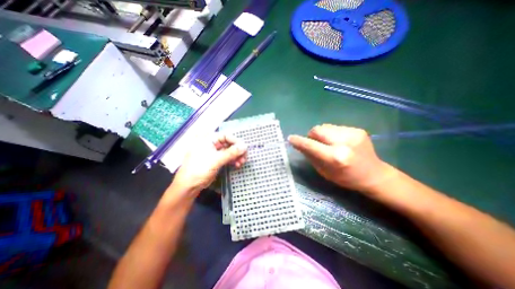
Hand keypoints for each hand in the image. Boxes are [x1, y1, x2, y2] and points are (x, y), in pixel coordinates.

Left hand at [173, 134, 246, 192]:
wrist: (188, 186)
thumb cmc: (199, 169)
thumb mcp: (216, 160)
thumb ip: (231, 152)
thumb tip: (245, 146)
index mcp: (208, 139)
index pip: (226, 136)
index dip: (236, 141)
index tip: (244, 148)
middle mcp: (211, 144)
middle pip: (229, 143)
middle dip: (237, 150)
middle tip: (245, 157)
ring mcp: (214, 152)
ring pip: (229, 151)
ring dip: (236, 156)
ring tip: (242, 162)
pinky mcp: (216, 160)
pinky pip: (227, 157)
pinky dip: (233, 160)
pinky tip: (237, 165)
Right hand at [288, 123, 392, 192]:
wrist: (374, 175)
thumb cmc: (346, 178)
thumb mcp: (324, 172)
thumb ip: (311, 157)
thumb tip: (300, 145)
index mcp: (336, 157)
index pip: (311, 145)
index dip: (299, 141)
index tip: (291, 138)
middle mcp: (344, 142)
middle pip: (317, 129)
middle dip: (312, 136)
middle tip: (315, 144)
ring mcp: (353, 133)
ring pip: (325, 126)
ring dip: (321, 134)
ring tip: (328, 143)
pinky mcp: (357, 129)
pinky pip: (335, 127)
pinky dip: (331, 134)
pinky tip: (338, 142)